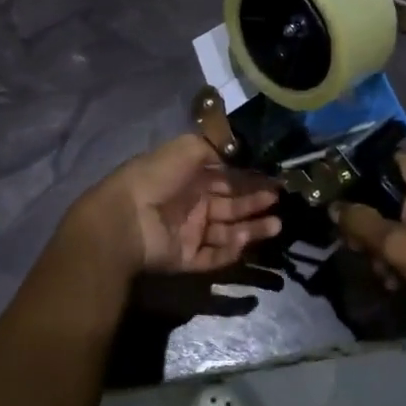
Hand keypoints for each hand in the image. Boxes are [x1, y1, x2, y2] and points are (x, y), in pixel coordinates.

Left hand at [76, 134, 280, 275]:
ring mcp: (189, 232)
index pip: (226, 177)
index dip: (250, 178)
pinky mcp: (185, 258)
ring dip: (251, 228)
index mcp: (189, 176)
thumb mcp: (186, 148)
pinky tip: (244, 241)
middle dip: (255, 202)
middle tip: (279, 200)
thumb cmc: (157, 178)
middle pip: (230, 205)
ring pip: (227, 232)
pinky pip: (212, 255)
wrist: (125, 218)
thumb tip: (240, 154)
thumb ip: (215, 147)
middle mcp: (192, 203)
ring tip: (276, 225)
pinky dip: (230, 250)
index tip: (275, 178)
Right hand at [333, 153, 405, 324]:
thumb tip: (335, 207)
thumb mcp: (399, 247)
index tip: (350, 221)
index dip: (361, 191)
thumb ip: (361, 224)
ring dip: (398, 242)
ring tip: (392, 278)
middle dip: (380, 228)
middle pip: (398, 193)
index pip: (384, 164)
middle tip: (371, 261)